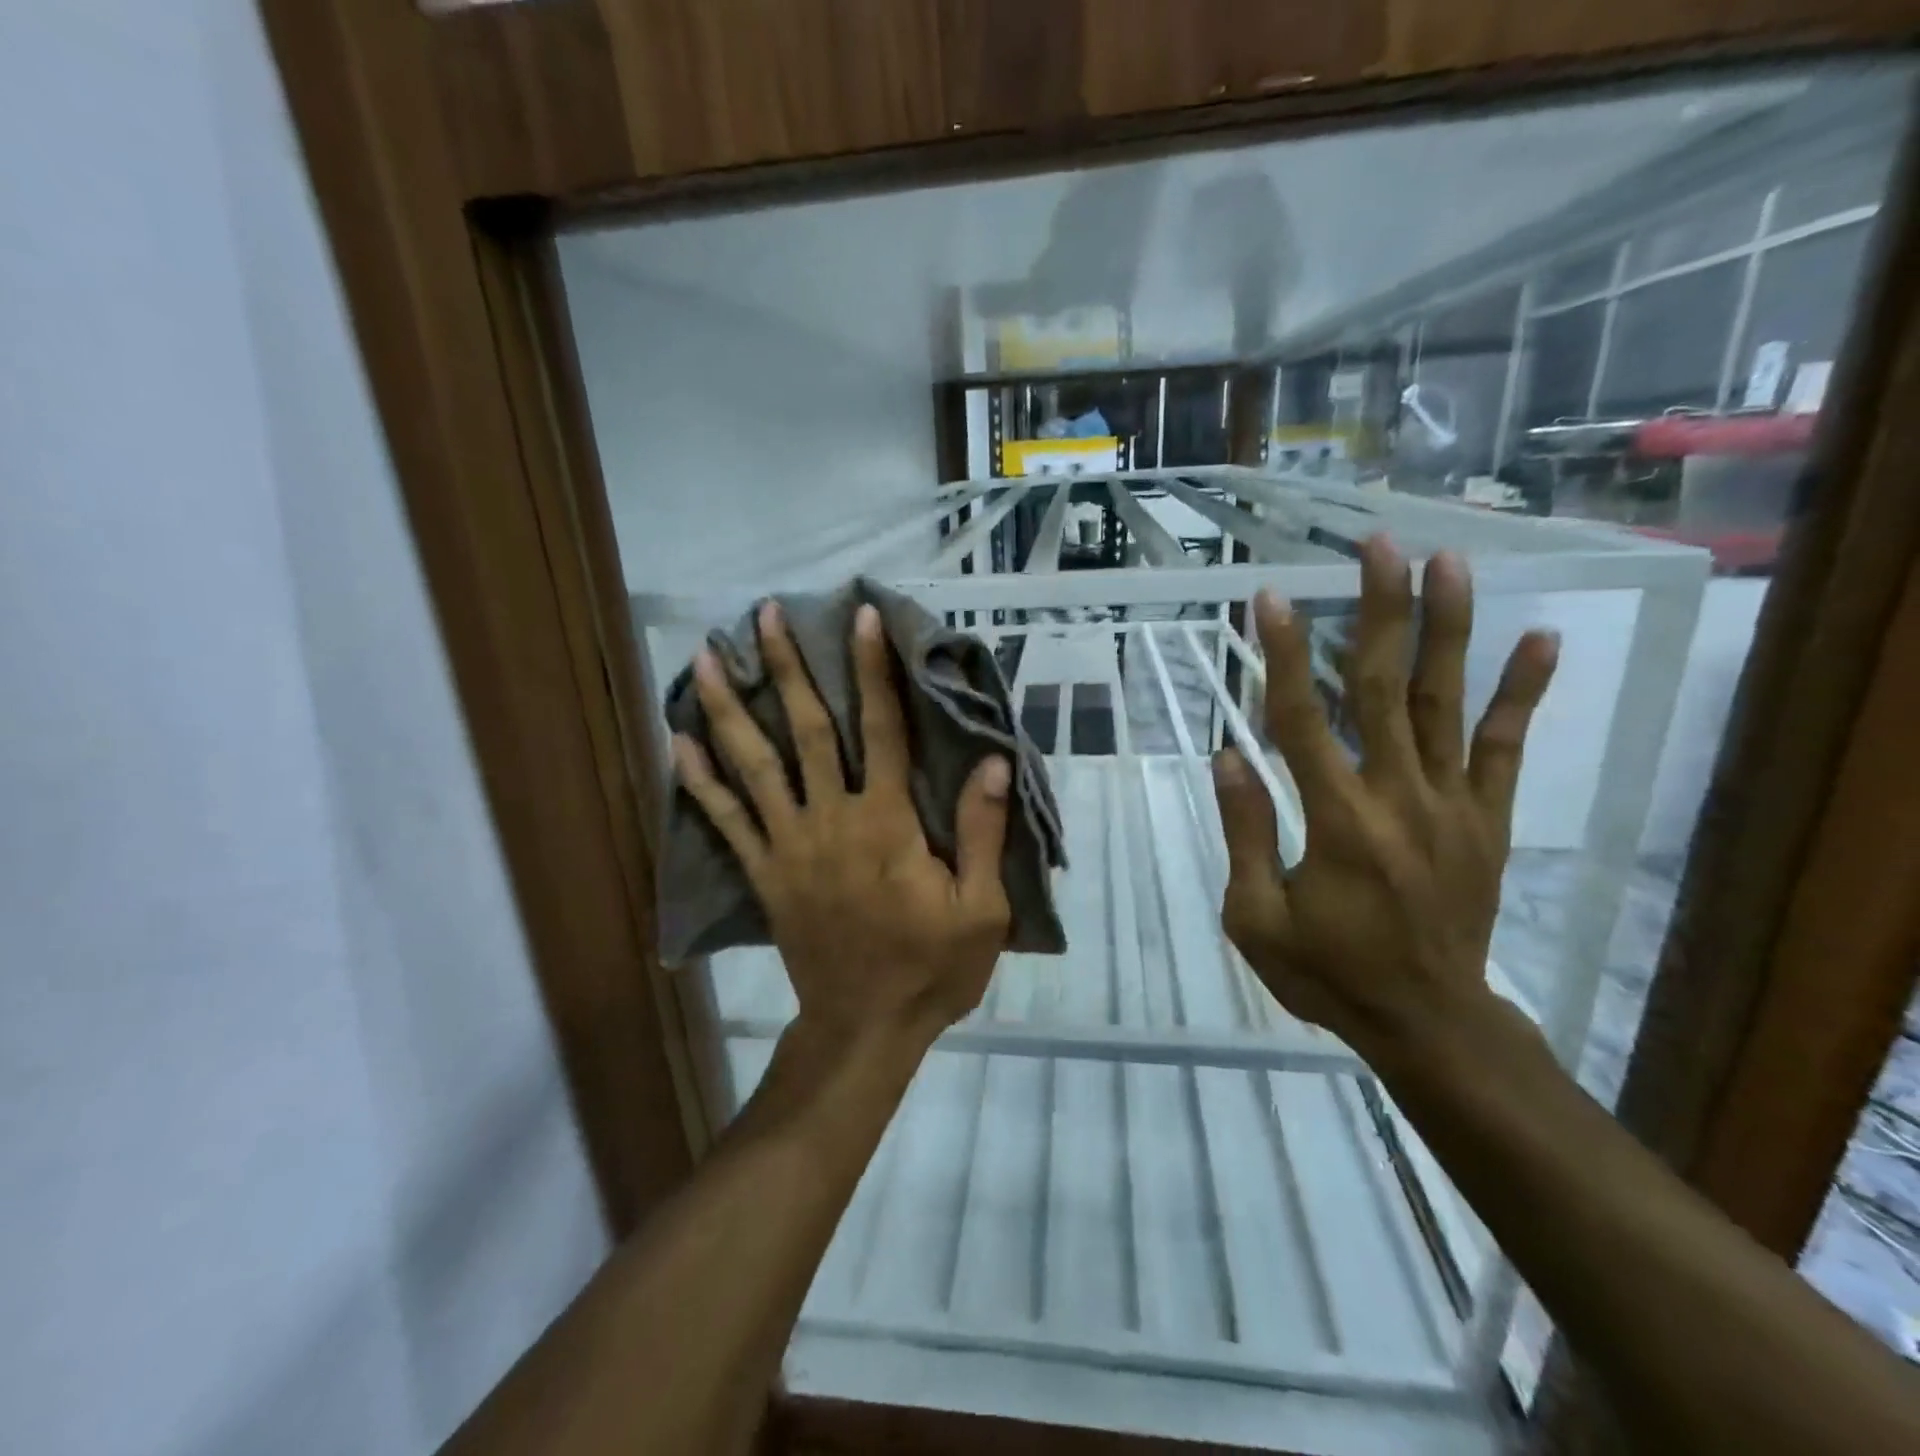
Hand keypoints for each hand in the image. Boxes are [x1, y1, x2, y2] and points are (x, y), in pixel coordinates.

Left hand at [672, 601, 1012, 1053]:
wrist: (864, 1028)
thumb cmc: (930, 968)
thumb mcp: (981, 909)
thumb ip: (982, 832)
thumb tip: (991, 760)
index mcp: (887, 824)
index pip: (884, 730)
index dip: (874, 671)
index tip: (861, 617)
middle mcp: (831, 820)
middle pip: (808, 730)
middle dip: (785, 668)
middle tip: (762, 615)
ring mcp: (789, 846)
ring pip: (754, 765)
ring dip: (727, 708)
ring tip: (702, 658)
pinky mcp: (764, 873)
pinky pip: (725, 820)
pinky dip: (698, 779)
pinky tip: (677, 742)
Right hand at [1213, 537, 1558, 1057]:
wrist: (1429, 1024)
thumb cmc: (1328, 973)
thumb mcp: (1257, 918)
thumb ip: (1247, 833)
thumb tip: (1229, 758)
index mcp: (1337, 821)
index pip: (1302, 721)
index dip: (1284, 656)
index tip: (1271, 599)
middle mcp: (1399, 797)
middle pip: (1386, 689)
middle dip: (1380, 611)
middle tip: (1379, 546)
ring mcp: (1453, 805)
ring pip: (1448, 703)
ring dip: (1448, 629)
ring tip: (1450, 563)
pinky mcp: (1487, 820)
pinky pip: (1505, 749)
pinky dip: (1523, 694)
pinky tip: (1540, 640)